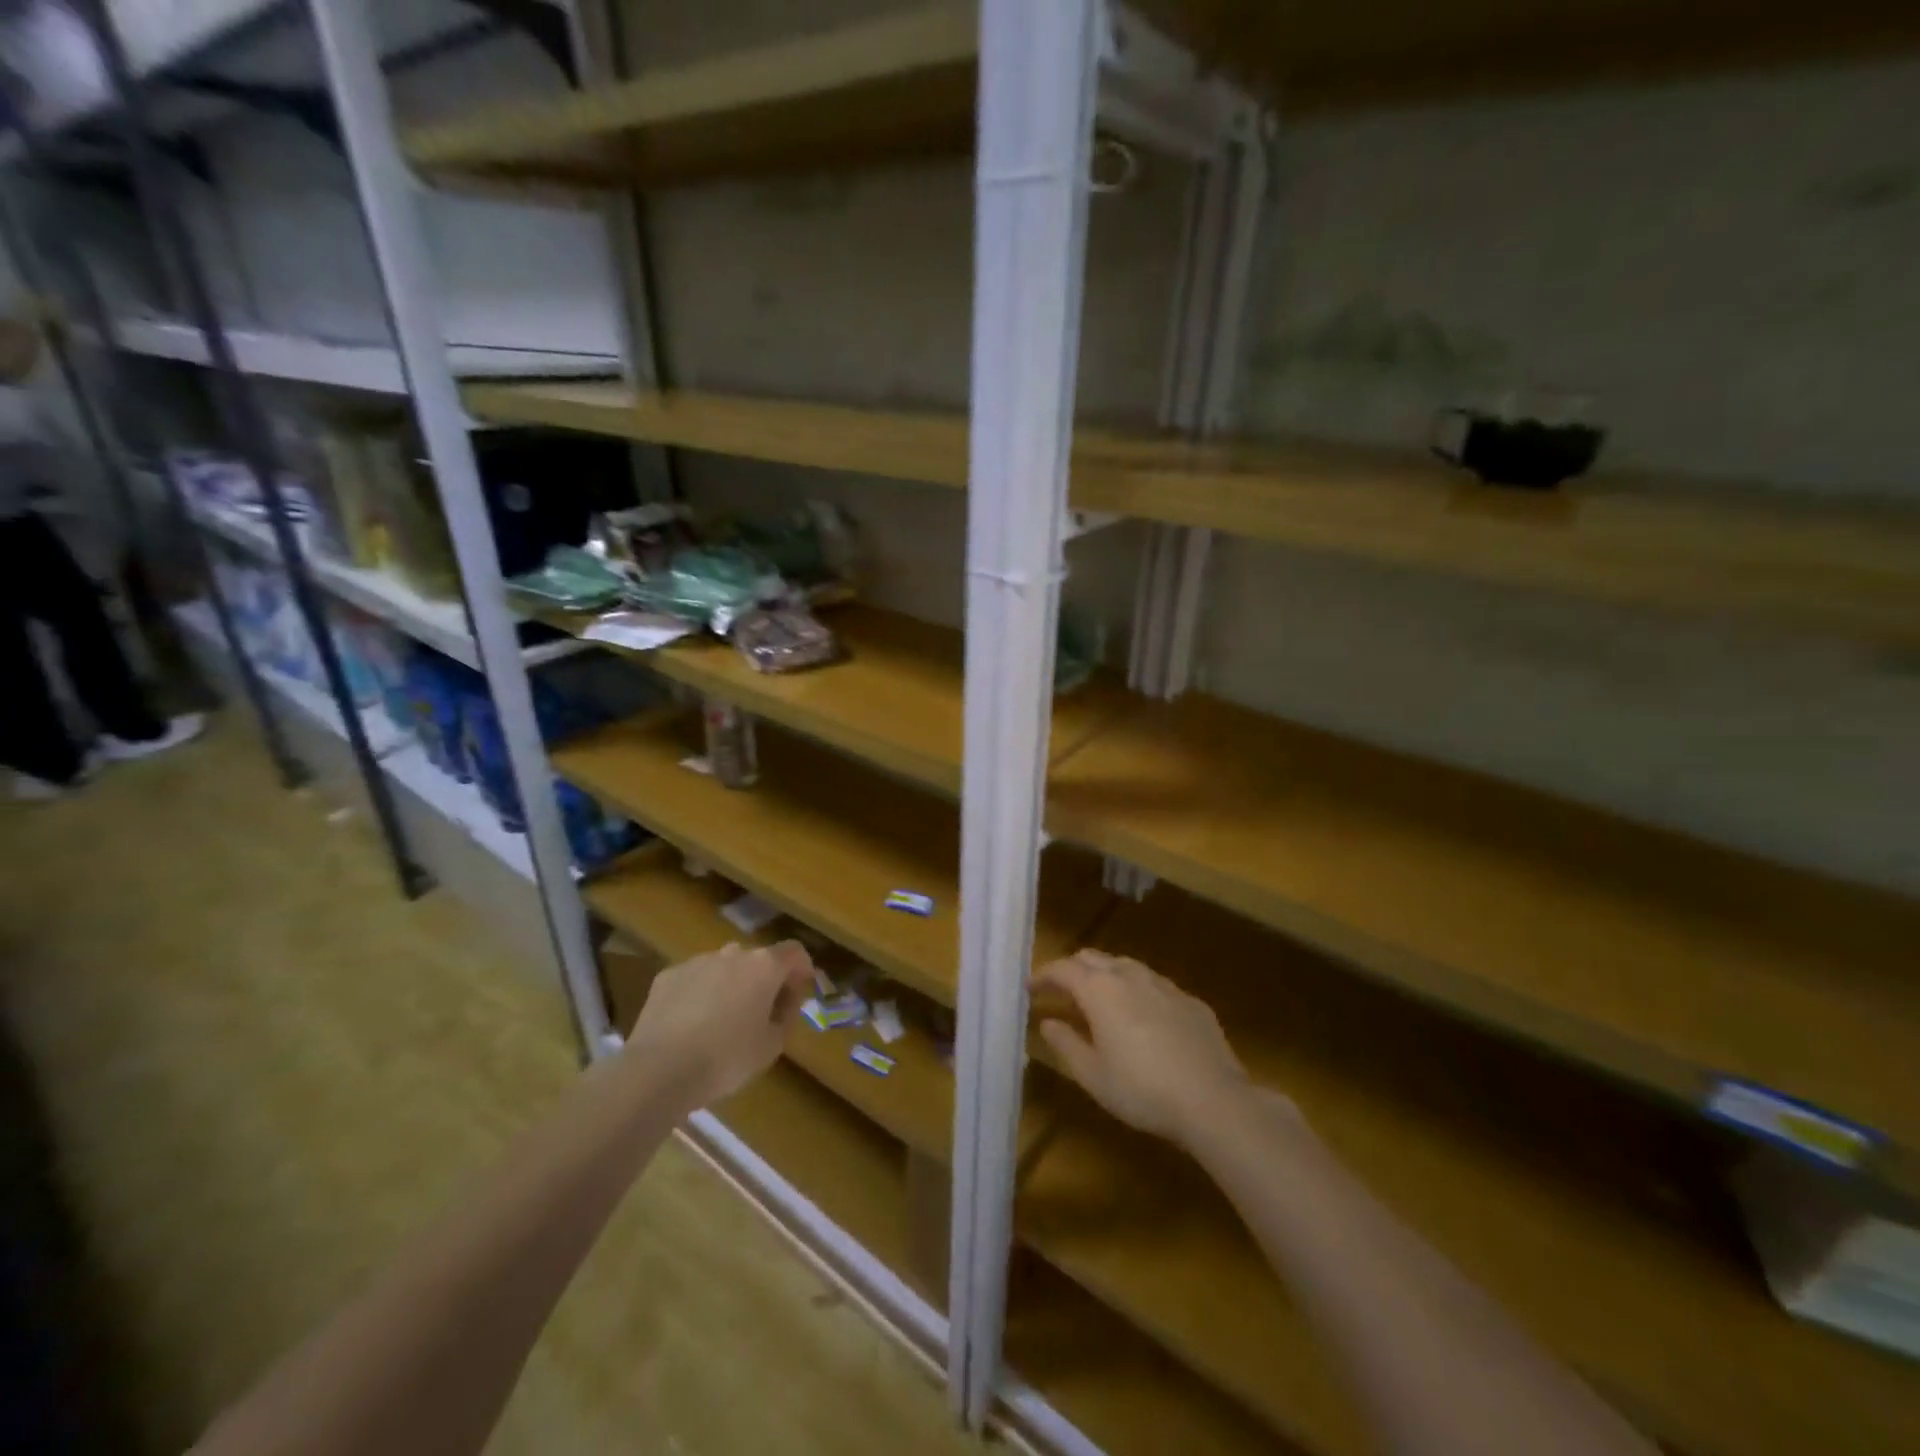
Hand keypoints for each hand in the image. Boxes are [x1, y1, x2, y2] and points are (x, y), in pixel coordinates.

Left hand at [627, 940, 814, 1112]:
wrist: (659, 1071)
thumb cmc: (726, 1059)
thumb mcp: (772, 1046)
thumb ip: (785, 1016)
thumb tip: (784, 1002)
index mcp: (764, 966)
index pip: (795, 952)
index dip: (802, 969)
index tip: (800, 991)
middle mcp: (733, 954)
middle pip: (758, 959)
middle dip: (764, 980)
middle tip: (762, 1012)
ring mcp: (697, 962)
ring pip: (724, 967)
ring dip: (731, 984)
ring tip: (723, 1019)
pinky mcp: (668, 976)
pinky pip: (695, 979)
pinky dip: (700, 993)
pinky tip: (691, 1024)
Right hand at [1032, 949, 1258, 1147]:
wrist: (1213, 1100)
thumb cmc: (1142, 1090)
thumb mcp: (1093, 1075)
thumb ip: (1065, 1043)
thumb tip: (1047, 1021)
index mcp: (1100, 990)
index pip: (1063, 969)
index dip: (1043, 975)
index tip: (1030, 987)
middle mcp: (1130, 976)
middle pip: (1093, 958)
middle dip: (1072, 969)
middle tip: (1060, 991)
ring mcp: (1164, 985)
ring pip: (1126, 966)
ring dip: (1106, 976)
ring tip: (1099, 1000)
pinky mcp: (1190, 1000)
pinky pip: (1154, 985)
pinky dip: (1137, 991)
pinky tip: (1142, 1017)